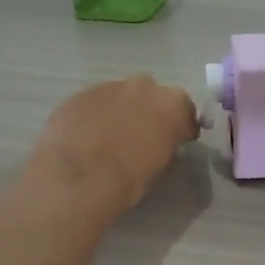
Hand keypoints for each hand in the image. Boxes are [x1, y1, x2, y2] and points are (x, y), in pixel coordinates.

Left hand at [26, 76, 199, 216]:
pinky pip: (95, 103)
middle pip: (152, 96)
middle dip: (149, 112)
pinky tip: (87, 136)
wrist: (79, 178)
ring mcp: (109, 86)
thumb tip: (161, 141)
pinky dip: (95, 115)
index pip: (185, 111)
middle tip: (141, 135)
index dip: (180, 126)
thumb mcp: (162, 165)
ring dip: (120, 111)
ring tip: (110, 136)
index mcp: (172, 104)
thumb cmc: (130, 178)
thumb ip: (167, 144)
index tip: (176, 140)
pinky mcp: (80, 94)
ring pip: (121, 96)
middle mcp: (143, 86)